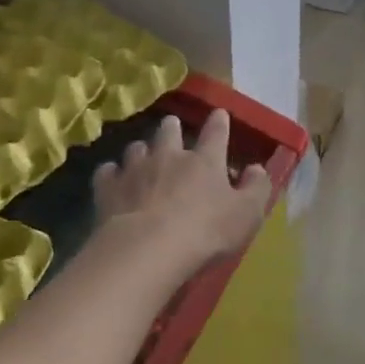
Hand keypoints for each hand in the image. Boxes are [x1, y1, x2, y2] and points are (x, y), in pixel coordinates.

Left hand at [93, 110, 272, 269]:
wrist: (147, 249)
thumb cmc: (205, 231)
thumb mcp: (247, 214)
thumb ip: (257, 188)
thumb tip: (257, 169)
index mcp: (205, 160)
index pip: (216, 132)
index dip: (219, 122)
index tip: (219, 114)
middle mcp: (169, 155)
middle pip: (169, 130)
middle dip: (172, 128)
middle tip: (173, 130)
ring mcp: (135, 169)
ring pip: (137, 148)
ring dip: (142, 151)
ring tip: (143, 159)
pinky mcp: (108, 188)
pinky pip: (108, 172)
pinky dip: (112, 174)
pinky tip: (114, 181)